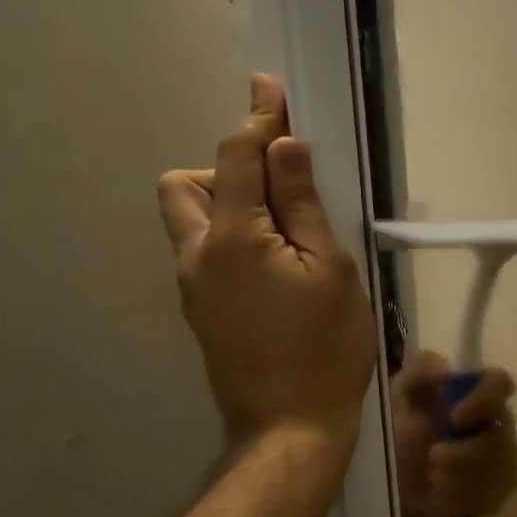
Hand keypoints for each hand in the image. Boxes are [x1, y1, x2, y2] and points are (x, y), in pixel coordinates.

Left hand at [158, 75, 375, 446]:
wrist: (289, 428)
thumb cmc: (325, 348)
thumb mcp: (331, 271)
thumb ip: (304, 206)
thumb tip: (286, 148)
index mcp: (233, 237)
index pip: (239, 158)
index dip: (257, 118)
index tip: (268, 87)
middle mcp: (197, 255)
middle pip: (184, 186)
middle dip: (225, 171)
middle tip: (277, 194)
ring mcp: (192, 289)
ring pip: (189, 223)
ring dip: (225, 207)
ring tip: (282, 236)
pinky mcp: (201, 314)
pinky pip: (204, 255)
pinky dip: (230, 241)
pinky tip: (274, 271)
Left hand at [390, 353, 516, 516]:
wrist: (392, 481)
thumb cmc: (399, 429)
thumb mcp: (400, 395)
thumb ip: (419, 372)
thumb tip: (445, 367)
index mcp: (476, 394)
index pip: (501, 384)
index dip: (486, 398)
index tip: (456, 416)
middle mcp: (497, 424)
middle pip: (502, 437)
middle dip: (466, 453)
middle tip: (433, 458)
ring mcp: (503, 460)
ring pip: (498, 471)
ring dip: (460, 477)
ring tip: (431, 478)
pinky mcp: (498, 492)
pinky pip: (491, 498)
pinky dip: (461, 499)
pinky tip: (440, 496)